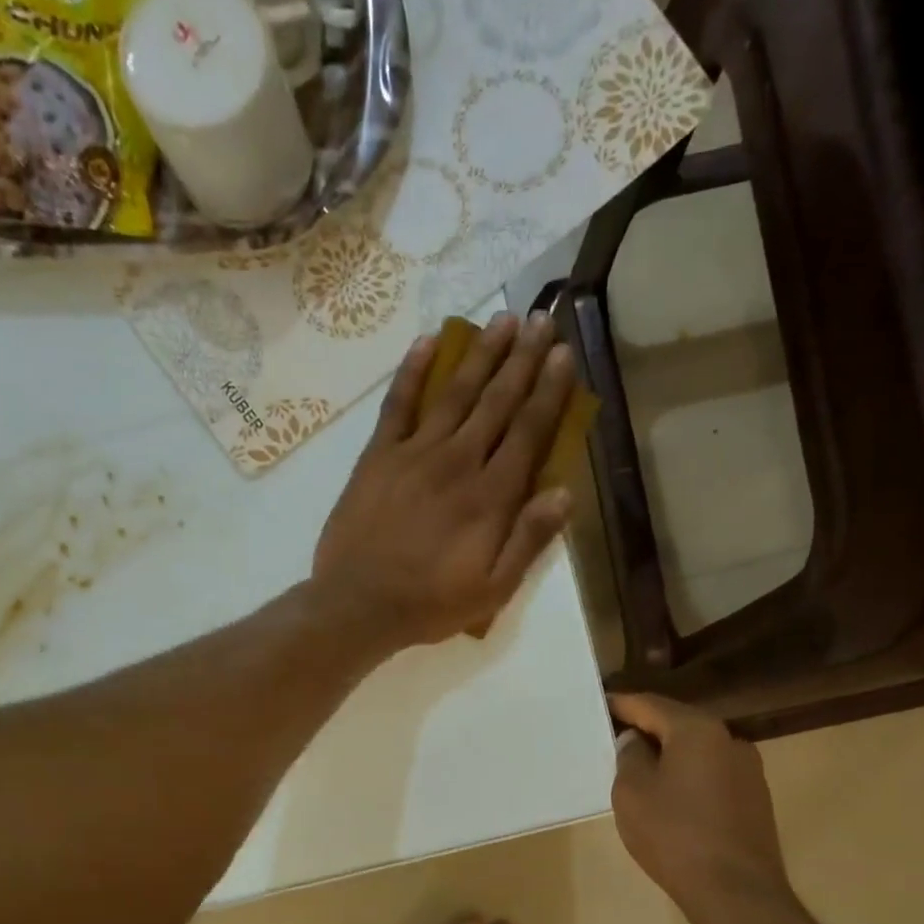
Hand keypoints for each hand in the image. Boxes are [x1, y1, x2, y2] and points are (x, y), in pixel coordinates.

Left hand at [312, 312, 576, 651]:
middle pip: (496, 402)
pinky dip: (413, 371)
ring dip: (480, 354)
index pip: (527, 432)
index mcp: (490, 497)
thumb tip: (565, 491)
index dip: (548, 391)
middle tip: (540, 319)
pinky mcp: (379, 456)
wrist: (358, 605)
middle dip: (521, 359)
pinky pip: (398, 404)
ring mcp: (414, 454)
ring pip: (454, 393)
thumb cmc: (431, 603)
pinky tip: (428, 341)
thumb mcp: (493, 588)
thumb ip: (529, 540)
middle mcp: (457, 463)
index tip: (563, 354)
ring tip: (500, 320)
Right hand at [609, 694, 791, 916]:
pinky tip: (672, 796)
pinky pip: (713, 773)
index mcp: (697, 730)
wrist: (736, 892)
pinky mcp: (755, 799)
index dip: (621, 704)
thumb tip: (636, 741)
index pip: (650, 704)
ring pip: (698, 750)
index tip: (600, 705)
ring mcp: (748, 769)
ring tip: (641, 768)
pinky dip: (689, 775)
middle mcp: (729, 739)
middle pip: (678, 723)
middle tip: (615, 736)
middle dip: (647, 727)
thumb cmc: (674, 835)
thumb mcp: (632, 793)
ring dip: (670, 753)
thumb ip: (629, 757)